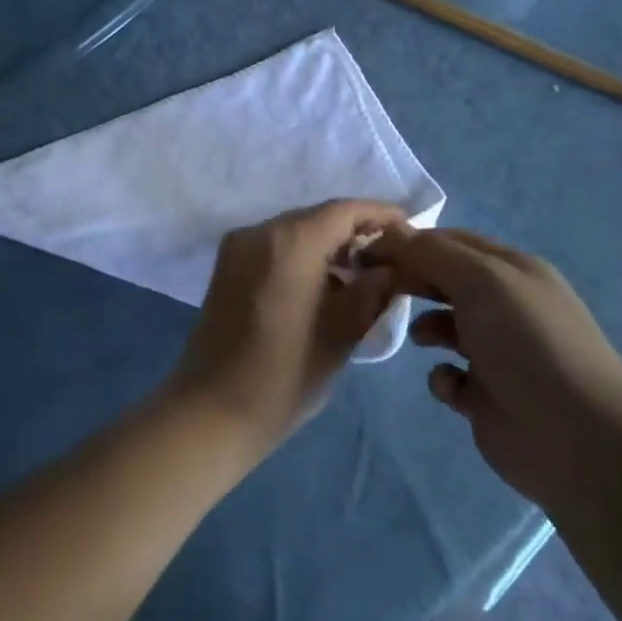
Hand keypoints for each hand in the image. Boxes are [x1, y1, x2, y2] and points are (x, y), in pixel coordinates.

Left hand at [166, 200, 405, 457]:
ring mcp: (237, 247)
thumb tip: (394, 267)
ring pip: (295, 231)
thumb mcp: (342, 334)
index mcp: (289, 242)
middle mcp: (259, 232)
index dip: (380, 215)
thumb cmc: (284, 376)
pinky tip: (325, 285)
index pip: (344, 210)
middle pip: (317, 217)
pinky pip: (274, 247)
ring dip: (329, 245)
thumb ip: (373, 291)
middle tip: (390, 260)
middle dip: (355, 232)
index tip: (410, 231)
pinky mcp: (227, 266)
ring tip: (363, 276)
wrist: (211, 410)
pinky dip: (303, 256)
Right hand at [369, 226, 621, 510]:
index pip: (454, 242)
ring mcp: (497, 352)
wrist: (574, 435)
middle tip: (377, 288)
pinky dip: (442, 376)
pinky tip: (451, 385)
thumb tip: (392, 234)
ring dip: (425, 327)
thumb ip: (433, 253)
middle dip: (413, 281)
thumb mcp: (481, 279)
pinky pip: (448, 375)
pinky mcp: (486, 396)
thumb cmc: (526, 341)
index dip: (413, 242)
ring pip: (444, 327)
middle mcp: (506, 306)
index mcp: (513, 271)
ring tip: (419, 338)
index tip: (371, 250)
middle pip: (446, 281)